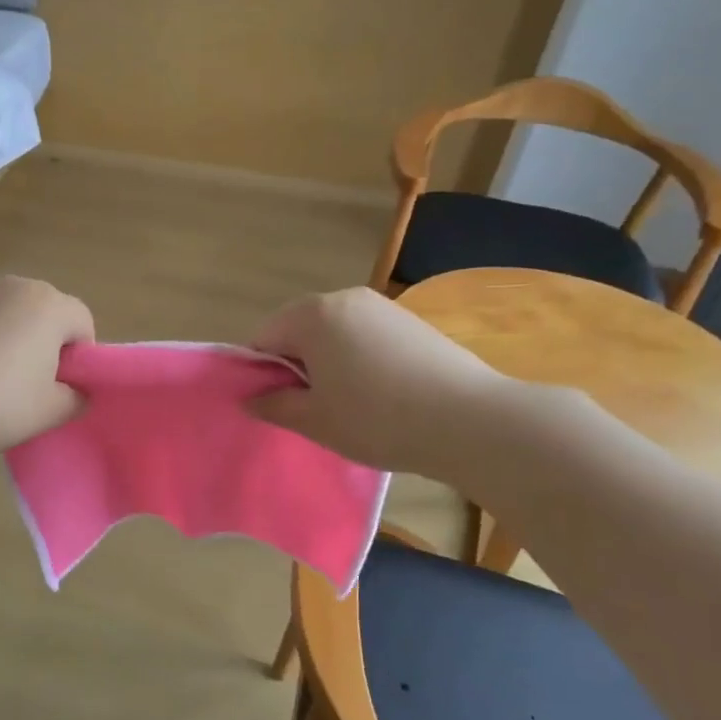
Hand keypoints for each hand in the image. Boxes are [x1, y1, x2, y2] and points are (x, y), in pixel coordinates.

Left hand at [0, 275, 94, 455]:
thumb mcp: (50, 412)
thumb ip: (76, 399)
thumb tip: (76, 392)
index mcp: (48, 305)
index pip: (82, 321)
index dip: (80, 356)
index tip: (61, 387)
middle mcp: (11, 285)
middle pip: (42, 311)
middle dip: (42, 342)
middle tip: (28, 385)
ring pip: (2, 313)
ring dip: (5, 337)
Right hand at [248, 286, 512, 480]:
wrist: (470, 421)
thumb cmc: (376, 419)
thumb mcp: (314, 420)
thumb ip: (274, 405)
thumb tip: (250, 398)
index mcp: (312, 315)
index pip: (263, 339)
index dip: (262, 374)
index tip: (277, 405)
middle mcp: (344, 298)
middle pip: (299, 330)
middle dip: (296, 365)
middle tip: (312, 407)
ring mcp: (382, 307)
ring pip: (334, 333)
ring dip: (328, 363)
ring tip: (349, 403)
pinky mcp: (410, 322)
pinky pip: (365, 336)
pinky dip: (359, 360)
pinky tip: (380, 393)